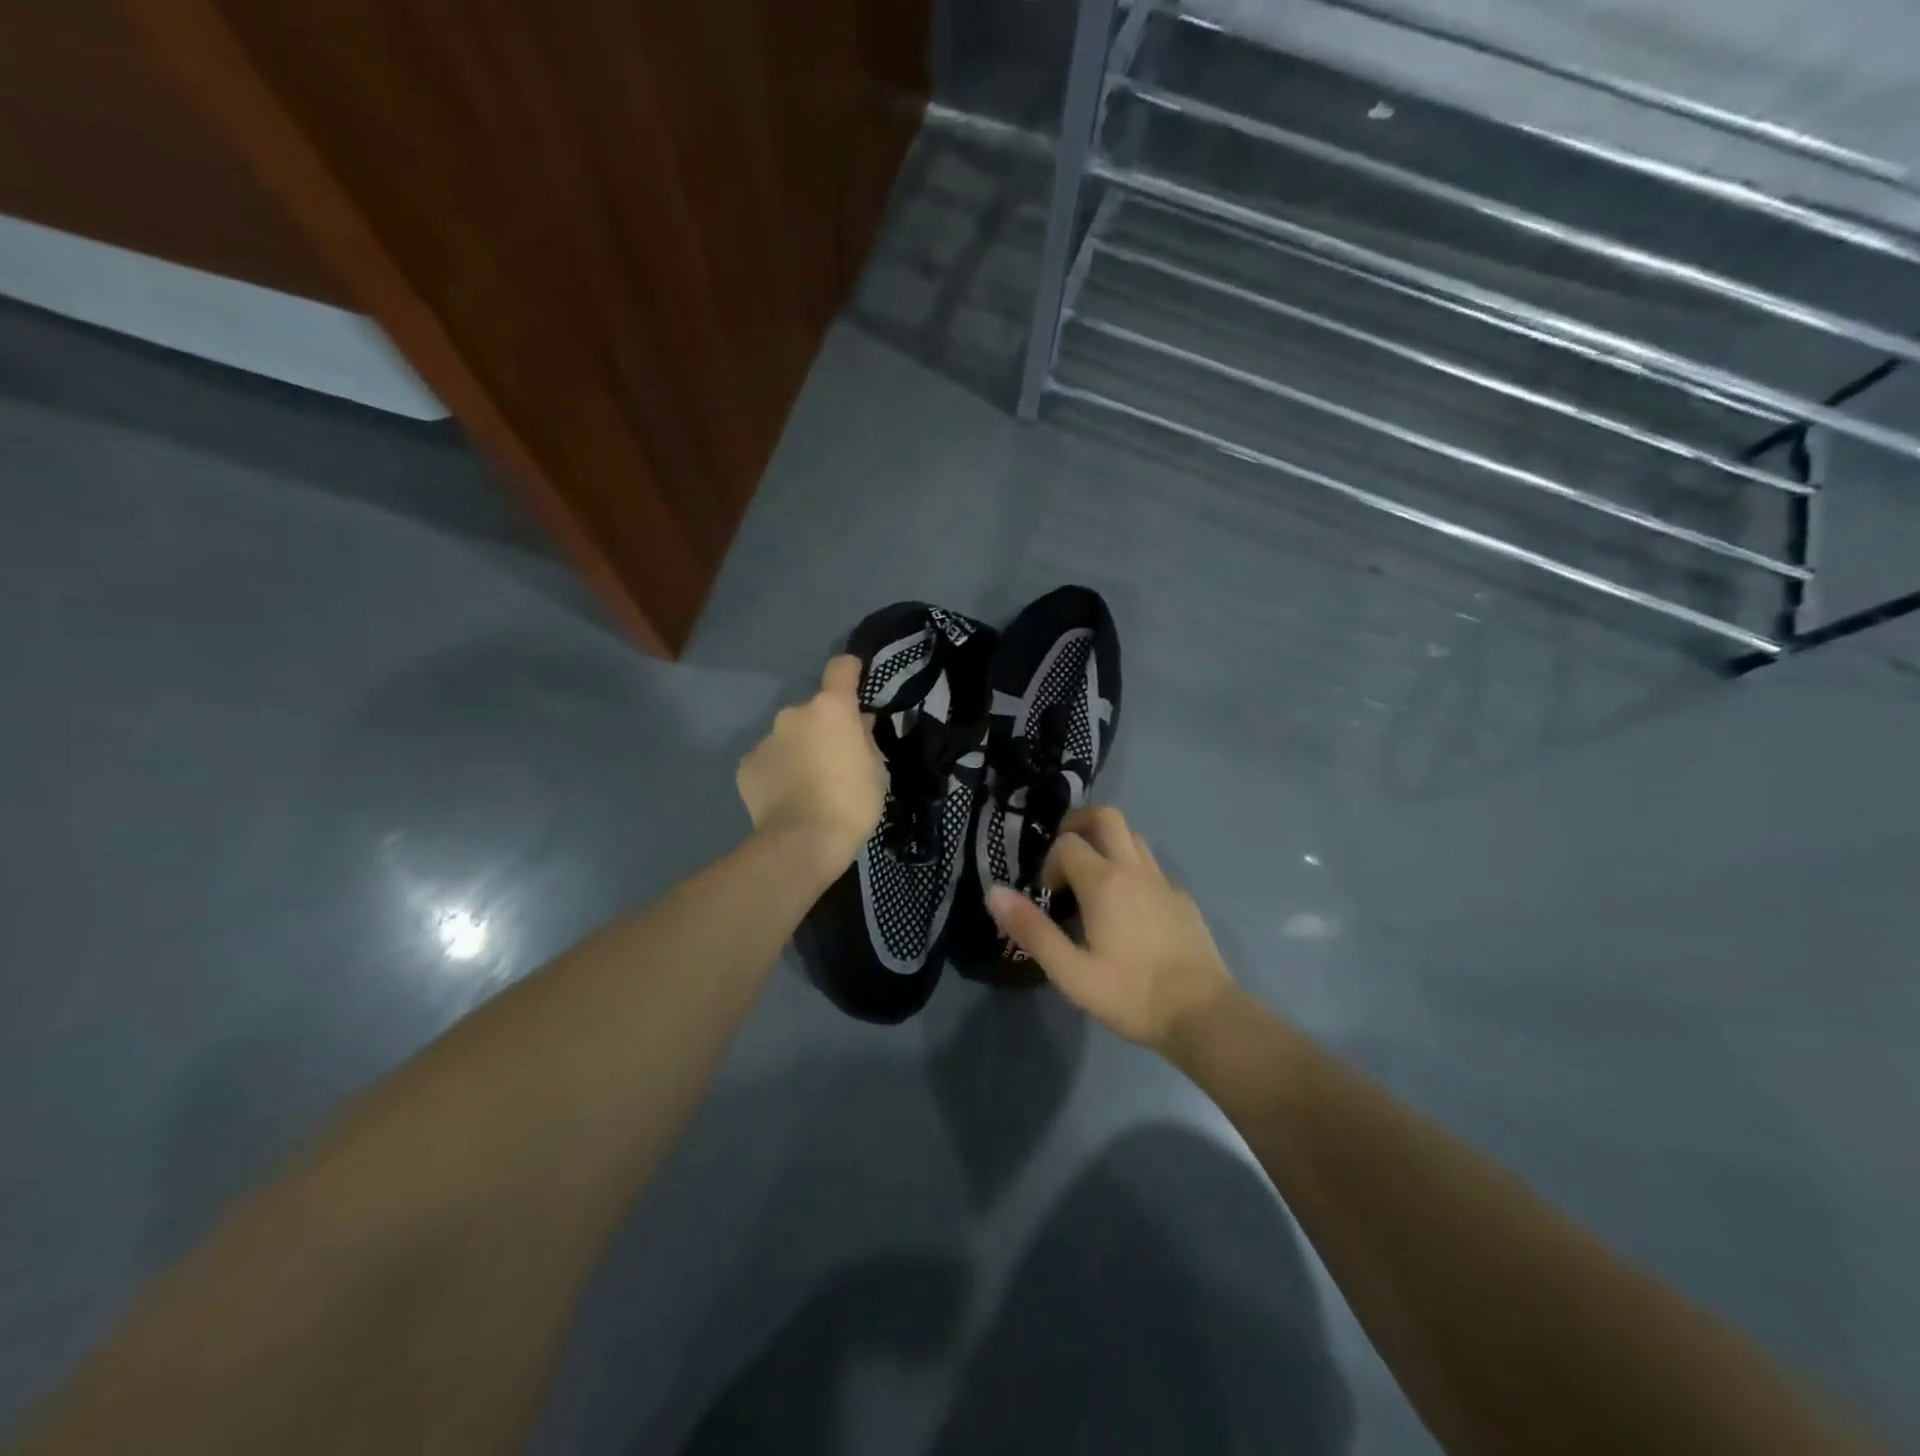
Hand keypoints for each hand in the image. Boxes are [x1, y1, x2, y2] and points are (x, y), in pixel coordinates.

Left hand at [737, 656, 885, 869]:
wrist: (802, 843)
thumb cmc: (851, 803)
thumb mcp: (875, 770)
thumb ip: (865, 739)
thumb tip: (858, 723)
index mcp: (831, 709)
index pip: (840, 669)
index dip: (850, 671)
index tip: (856, 681)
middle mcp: (794, 714)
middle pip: (813, 711)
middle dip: (823, 728)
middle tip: (834, 759)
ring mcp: (766, 739)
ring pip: (788, 736)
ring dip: (799, 749)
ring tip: (808, 784)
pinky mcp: (746, 765)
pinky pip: (768, 760)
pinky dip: (778, 771)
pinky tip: (786, 797)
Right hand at [987, 805, 1233, 1053]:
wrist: (1204, 1016)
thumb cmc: (1131, 995)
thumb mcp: (1070, 972)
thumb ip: (1031, 929)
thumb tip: (994, 892)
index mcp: (1104, 882)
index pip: (1068, 843)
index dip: (1049, 861)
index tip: (1047, 895)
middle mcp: (1134, 869)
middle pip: (1106, 817)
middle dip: (1079, 824)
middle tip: (1063, 855)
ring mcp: (1163, 882)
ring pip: (1132, 837)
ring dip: (1107, 844)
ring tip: (1091, 880)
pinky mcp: (1182, 900)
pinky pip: (1151, 866)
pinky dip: (1131, 869)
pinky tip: (1127, 909)